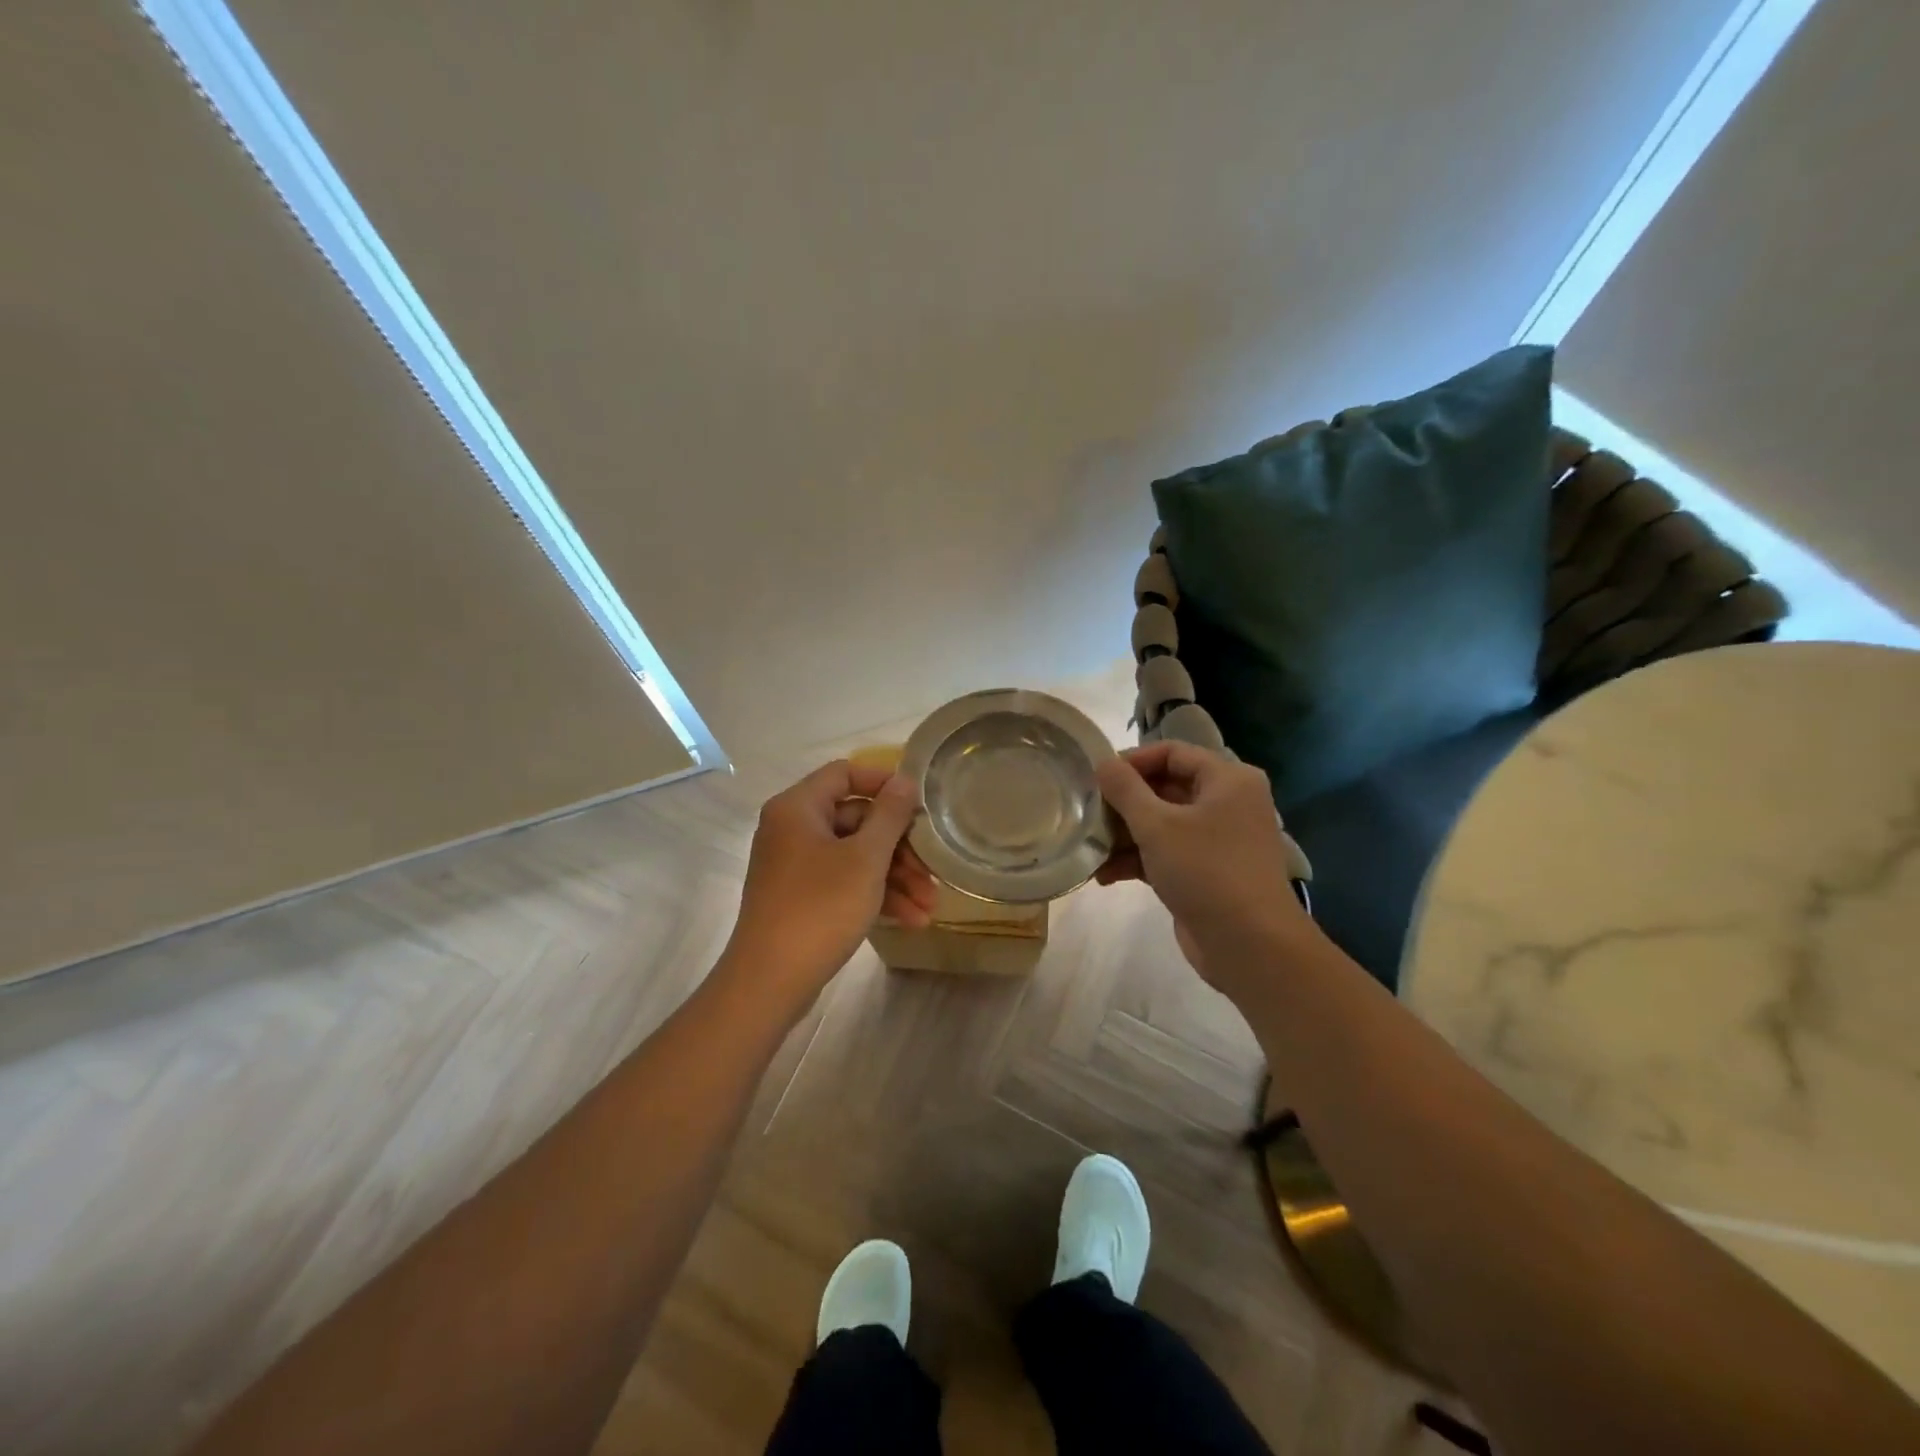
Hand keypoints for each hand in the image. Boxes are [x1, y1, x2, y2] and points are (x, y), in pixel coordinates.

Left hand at [718, 761, 936, 1017]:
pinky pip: (844, 881)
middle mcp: (792, 829)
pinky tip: (911, 919)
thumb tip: (905, 780)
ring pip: (855, 855)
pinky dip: (875, 895)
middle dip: (901, 848)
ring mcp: (795, 865)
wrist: (769, 983)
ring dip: (895, 878)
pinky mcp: (801, 897)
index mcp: (798, 808)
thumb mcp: (865, 859)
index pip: (845, 773)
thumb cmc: (819, 908)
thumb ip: (890, 815)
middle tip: (932, 871)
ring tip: (930, 906)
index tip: (920, 804)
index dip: (885, 783)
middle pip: (856, 819)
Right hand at [1095, 741, 1309, 995]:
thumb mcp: (1157, 825)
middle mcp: (1227, 803)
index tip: (1096, 777)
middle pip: (1165, 788)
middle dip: (1124, 803)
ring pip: (1162, 824)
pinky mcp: (1206, 872)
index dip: (1132, 761)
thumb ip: (1125, 790)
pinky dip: (1138, 860)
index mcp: (1227, 779)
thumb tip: (1103, 762)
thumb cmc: (1206, 871)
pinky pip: (1167, 853)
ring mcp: (1217, 840)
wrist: (1250, 945)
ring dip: (1125, 835)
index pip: (1172, 752)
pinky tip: (1104, 876)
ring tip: (1090, 847)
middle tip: (1087, 812)